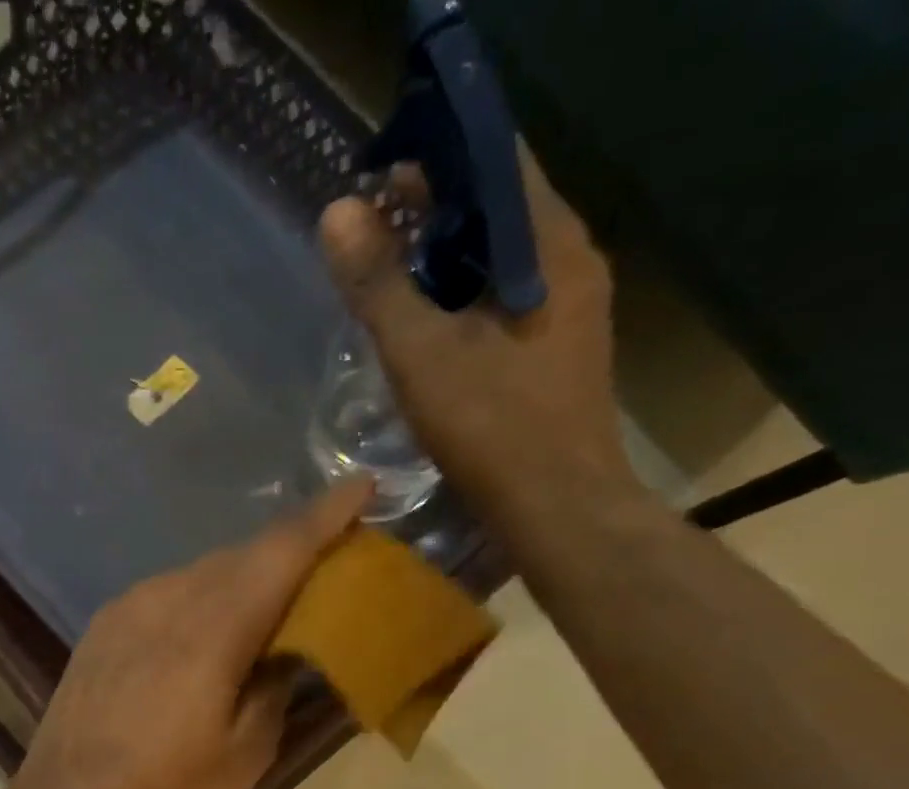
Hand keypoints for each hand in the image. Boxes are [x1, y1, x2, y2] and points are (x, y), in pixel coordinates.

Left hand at [7, 480, 371, 788]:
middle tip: (327, 570)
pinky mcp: (101, 629)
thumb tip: (288, 649)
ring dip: (243, 580)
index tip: (362, 486)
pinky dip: (203, 600)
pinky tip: (210, 634)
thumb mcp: (242, 757)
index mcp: (209, 630)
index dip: (325, 516)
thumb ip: (275, 688)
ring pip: (201, 573)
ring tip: (271, 609)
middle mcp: (165, 600)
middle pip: (240, 556)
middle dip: (288, 553)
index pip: (279, 551)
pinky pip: (167, 594)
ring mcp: (125, 610)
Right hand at [319, 159, 635, 521]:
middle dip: (436, 212)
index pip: (496, 163)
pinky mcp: (559, 351)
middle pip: (499, 211)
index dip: (437, 160)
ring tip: (391, 277)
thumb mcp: (422, 354)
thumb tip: (337, 214)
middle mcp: (572, 263)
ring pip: (502, 261)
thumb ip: (379, 285)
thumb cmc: (493, 428)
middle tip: (373, 230)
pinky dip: (465, 300)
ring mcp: (572, 310)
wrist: (559, 508)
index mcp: (549, 246)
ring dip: (448, 260)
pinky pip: (507, 301)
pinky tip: (428, 329)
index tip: (380, 178)